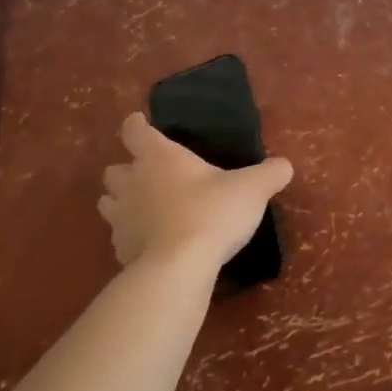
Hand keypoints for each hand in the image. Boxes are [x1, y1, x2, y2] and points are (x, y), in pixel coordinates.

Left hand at [97, 113, 292, 273]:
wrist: (180, 267)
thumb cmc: (213, 212)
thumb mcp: (253, 188)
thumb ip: (270, 173)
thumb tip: (284, 166)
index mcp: (160, 157)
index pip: (135, 131)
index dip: (136, 125)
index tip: (139, 123)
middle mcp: (133, 183)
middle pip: (113, 169)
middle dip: (126, 170)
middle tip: (149, 175)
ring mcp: (121, 219)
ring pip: (108, 202)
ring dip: (121, 202)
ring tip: (144, 208)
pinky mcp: (120, 250)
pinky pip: (119, 237)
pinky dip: (131, 236)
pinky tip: (151, 243)